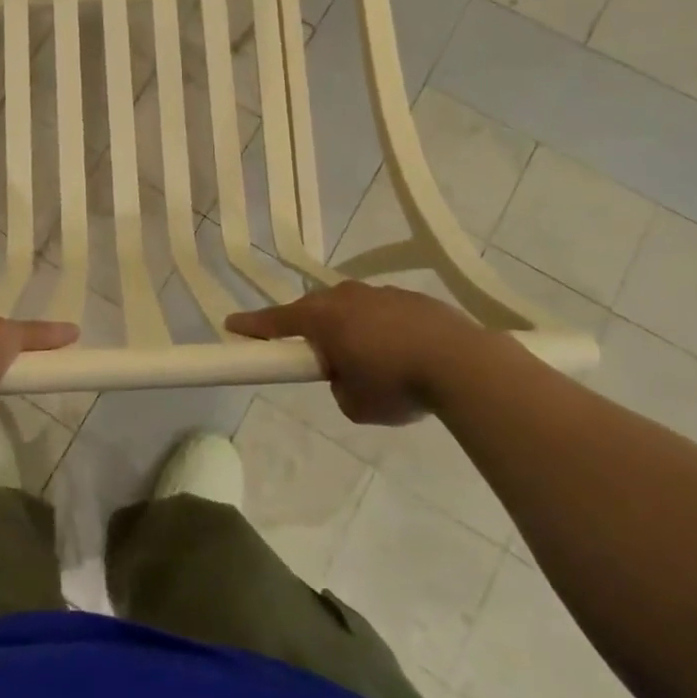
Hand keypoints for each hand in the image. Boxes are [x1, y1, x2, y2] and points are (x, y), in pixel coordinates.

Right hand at [227, 283, 494, 425]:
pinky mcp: (415, 298)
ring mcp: (382, 293)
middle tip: (318, 356)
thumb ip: (338, 387)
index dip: (252, 326)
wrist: (464, 364)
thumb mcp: (354, 404)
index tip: (232, 325)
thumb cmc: (396, 384)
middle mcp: (346, 296)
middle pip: (315, 309)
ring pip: (353, 309)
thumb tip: (348, 376)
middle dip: (311, 329)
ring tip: (372, 362)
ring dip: (352, 330)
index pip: (275, 321)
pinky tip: (404, 355)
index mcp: (322, 317)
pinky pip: (386, 313)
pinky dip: (385, 331)